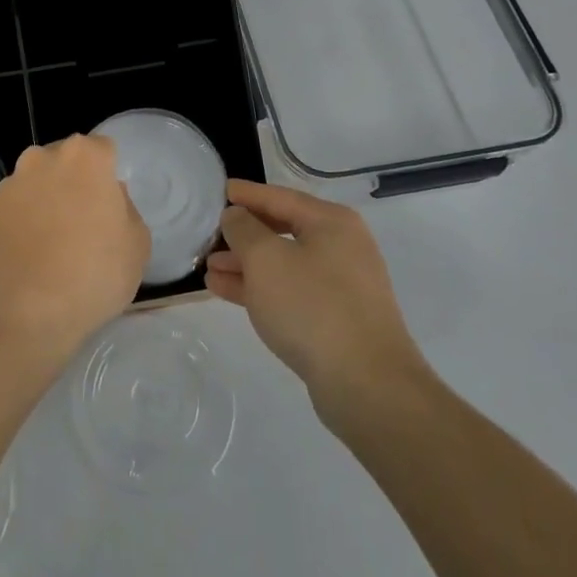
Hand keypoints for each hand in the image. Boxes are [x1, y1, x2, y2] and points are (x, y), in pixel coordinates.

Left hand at [0, 134, 149, 359]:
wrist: (21, 312)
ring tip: (56, 243)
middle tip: (86, 223)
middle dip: (76, 182)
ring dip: (48, 200)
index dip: (109, 176)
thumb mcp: (137, 246)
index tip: (110, 207)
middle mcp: (44, 157)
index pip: (104, 149)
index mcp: (85, 156)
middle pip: (68, 161)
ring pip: (40, 182)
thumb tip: (109, 198)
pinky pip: (18, 206)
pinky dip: (26, 220)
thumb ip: (126, 210)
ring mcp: (12, 182)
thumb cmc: (92, 275)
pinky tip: (32, 254)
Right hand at [206, 180, 428, 424]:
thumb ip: (243, 229)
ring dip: (246, 264)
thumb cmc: (312, 306)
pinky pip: (290, 292)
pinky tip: (226, 291)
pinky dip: (260, 288)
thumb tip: (236, 216)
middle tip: (210, 234)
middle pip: (283, 230)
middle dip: (244, 235)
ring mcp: (341, 286)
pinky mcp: (336, 320)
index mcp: (332, 222)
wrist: (367, 385)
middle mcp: (341, 247)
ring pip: (284, 264)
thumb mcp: (266, 259)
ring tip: (209, 268)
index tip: (221, 190)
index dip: (248, 194)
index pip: (280, 197)